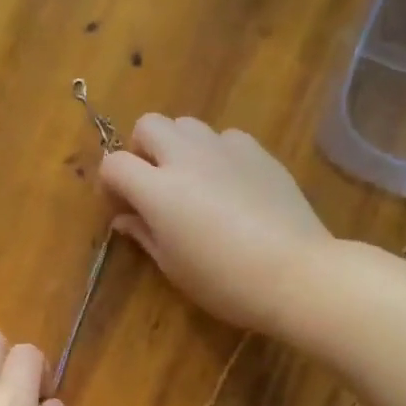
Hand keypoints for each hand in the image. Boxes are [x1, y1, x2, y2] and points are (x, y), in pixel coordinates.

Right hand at [99, 116, 332, 334]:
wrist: (295, 273)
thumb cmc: (224, 281)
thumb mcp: (173, 266)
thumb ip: (144, 234)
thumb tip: (124, 218)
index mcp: (158, 190)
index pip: (114, 164)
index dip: (110, 184)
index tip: (121, 207)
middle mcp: (186, 157)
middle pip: (149, 125)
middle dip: (142, 149)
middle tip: (153, 184)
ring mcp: (225, 149)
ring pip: (187, 125)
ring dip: (179, 146)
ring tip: (192, 180)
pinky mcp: (258, 152)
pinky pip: (226, 138)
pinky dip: (216, 153)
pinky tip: (230, 184)